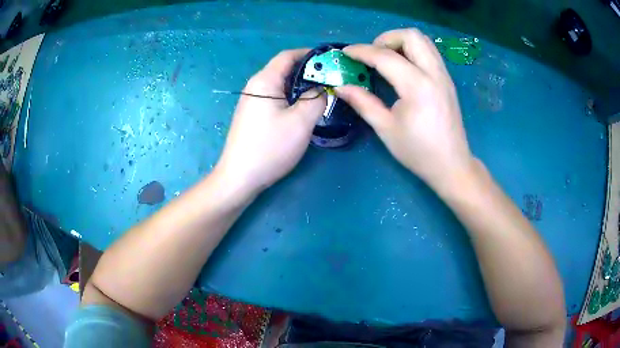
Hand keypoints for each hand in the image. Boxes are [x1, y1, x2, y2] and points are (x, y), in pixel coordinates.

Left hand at [215, 49, 326, 196]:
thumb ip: (317, 98)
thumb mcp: (301, 121)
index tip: (330, 60)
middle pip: (284, 69)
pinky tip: (303, 108)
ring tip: (322, 93)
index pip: (288, 56)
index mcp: (265, 81)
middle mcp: (255, 86)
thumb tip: (322, 88)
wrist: (240, 177)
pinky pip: (275, 98)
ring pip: (280, 85)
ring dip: (301, 86)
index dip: (310, 54)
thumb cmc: (270, 147)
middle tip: (331, 80)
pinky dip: (291, 97)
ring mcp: (252, 101)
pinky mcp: (252, 115)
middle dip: (308, 71)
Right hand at [336, 29, 473, 189]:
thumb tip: (341, 87)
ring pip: (422, 40)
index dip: (361, 51)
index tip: (345, 53)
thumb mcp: (386, 129)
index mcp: (417, 87)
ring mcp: (444, 75)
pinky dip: (412, 50)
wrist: (451, 164)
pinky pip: (429, 51)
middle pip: (410, 35)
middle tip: (372, 56)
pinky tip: (402, 67)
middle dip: (386, 39)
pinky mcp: (447, 80)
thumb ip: (363, 102)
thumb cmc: (418, 151)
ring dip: (400, 42)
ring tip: (386, 58)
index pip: (385, 56)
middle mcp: (434, 74)